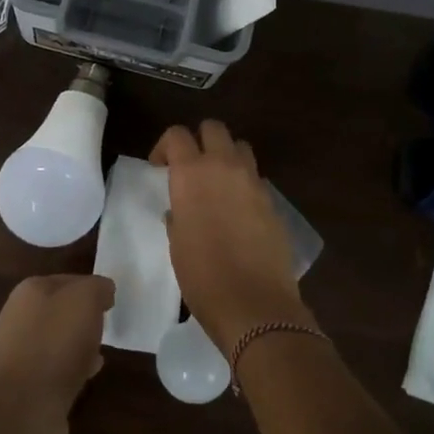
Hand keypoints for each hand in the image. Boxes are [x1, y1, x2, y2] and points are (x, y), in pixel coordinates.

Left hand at [0, 273, 115, 431]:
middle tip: (105, 326)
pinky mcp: (25, 383)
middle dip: (83, 317)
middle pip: (60, 310)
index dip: (91, 288)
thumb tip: (103, 290)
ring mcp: (18, 351)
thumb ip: (97, 287)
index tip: (110, 302)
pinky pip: (55, 367)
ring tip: (100, 352)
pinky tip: (89, 375)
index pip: (67, 280)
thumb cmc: (58, 341)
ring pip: (57, 339)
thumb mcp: (86, 299)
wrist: (28, 405)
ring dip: (78, 344)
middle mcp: (18, 316)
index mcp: (29, 291)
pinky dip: (72, 368)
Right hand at [150, 122, 309, 353]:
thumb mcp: (177, 245)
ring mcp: (253, 182)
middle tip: (190, 166)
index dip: (165, 146)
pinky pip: (256, 178)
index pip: (177, 135)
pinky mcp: (273, 202)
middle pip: (214, 128)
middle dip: (200, 140)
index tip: (160, 167)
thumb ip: (178, 217)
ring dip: (227, 156)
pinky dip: (244, 183)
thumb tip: (180, 211)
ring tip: (218, 183)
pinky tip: (238, 210)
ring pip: (240, 147)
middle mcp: (224, 167)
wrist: (254, 305)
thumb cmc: (203, 277)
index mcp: (192, 174)